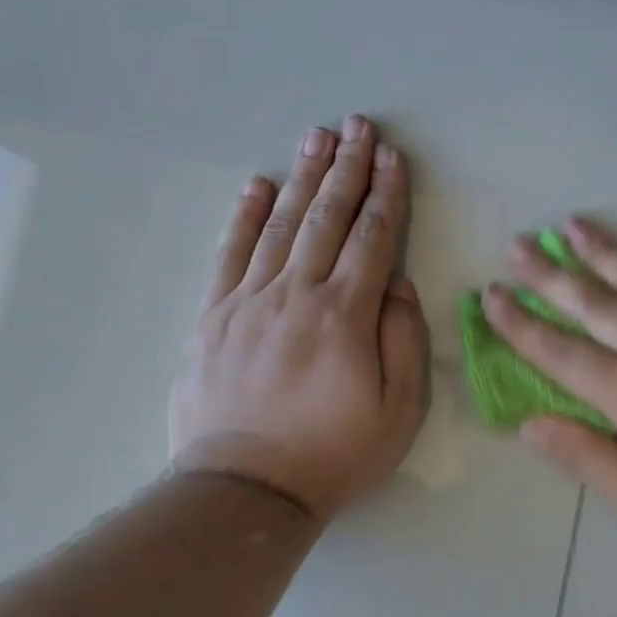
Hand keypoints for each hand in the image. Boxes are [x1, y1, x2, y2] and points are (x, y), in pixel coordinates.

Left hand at [169, 116, 428, 521]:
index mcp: (345, 315)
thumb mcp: (399, 410)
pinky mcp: (213, 316)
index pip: (373, 239)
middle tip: (359, 126)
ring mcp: (248, 301)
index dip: (386, 194)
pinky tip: (259, 185)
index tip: (394, 157)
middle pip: (327, 217)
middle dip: (347, 168)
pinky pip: (231, 253)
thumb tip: (396, 283)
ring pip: (281, 224)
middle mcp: (296, 294)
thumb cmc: (334, 453)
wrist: (245, 490)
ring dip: (303, 177)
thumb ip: (403, 339)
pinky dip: (246, 215)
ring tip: (317, 137)